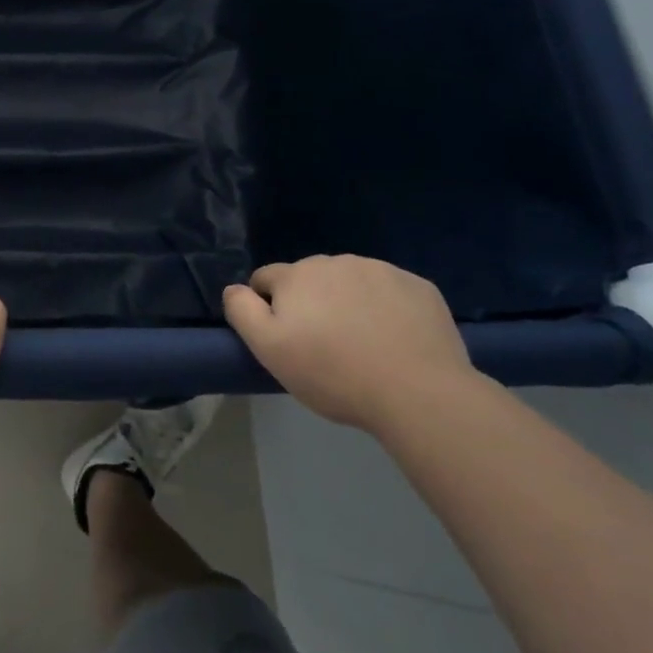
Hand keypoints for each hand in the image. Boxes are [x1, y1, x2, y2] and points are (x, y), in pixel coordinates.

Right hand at [223, 255, 474, 431]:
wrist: (417, 392)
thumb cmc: (333, 373)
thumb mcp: (269, 349)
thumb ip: (242, 311)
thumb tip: (234, 288)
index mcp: (297, 275)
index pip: (266, 278)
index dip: (268, 306)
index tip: (286, 338)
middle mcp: (336, 261)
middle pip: (310, 278)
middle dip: (311, 303)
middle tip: (324, 345)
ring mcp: (381, 270)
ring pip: (351, 281)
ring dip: (348, 302)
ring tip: (362, 344)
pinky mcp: (418, 286)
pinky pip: (390, 291)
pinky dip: (386, 308)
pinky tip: (395, 339)